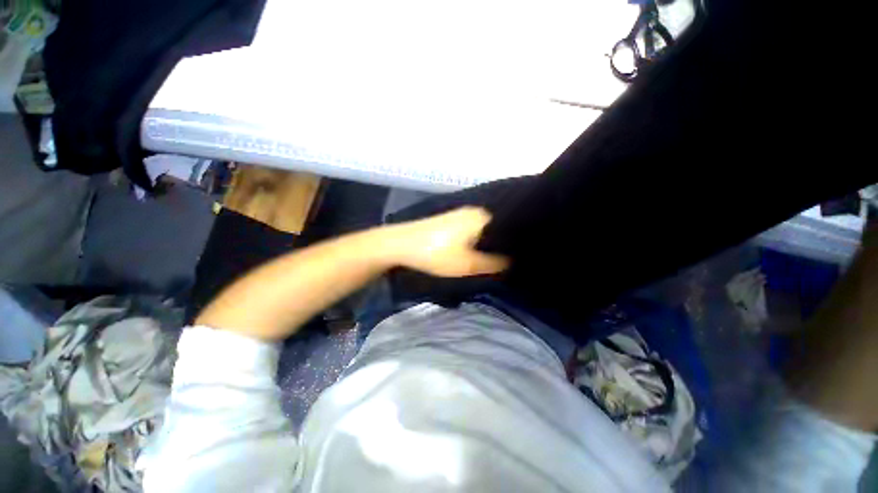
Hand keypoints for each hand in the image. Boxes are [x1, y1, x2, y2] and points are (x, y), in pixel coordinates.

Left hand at [387, 207, 509, 276]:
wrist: (400, 244)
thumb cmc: (436, 253)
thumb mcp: (468, 265)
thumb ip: (494, 264)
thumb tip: (512, 262)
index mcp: (483, 217)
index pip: (509, 230)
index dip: (513, 246)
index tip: (518, 260)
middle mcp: (475, 211)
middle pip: (496, 230)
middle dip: (500, 246)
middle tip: (506, 263)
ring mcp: (461, 214)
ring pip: (483, 231)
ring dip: (486, 245)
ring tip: (493, 259)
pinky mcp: (450, 220)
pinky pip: (471, 230)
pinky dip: (475, 241)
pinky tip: (474, 251)